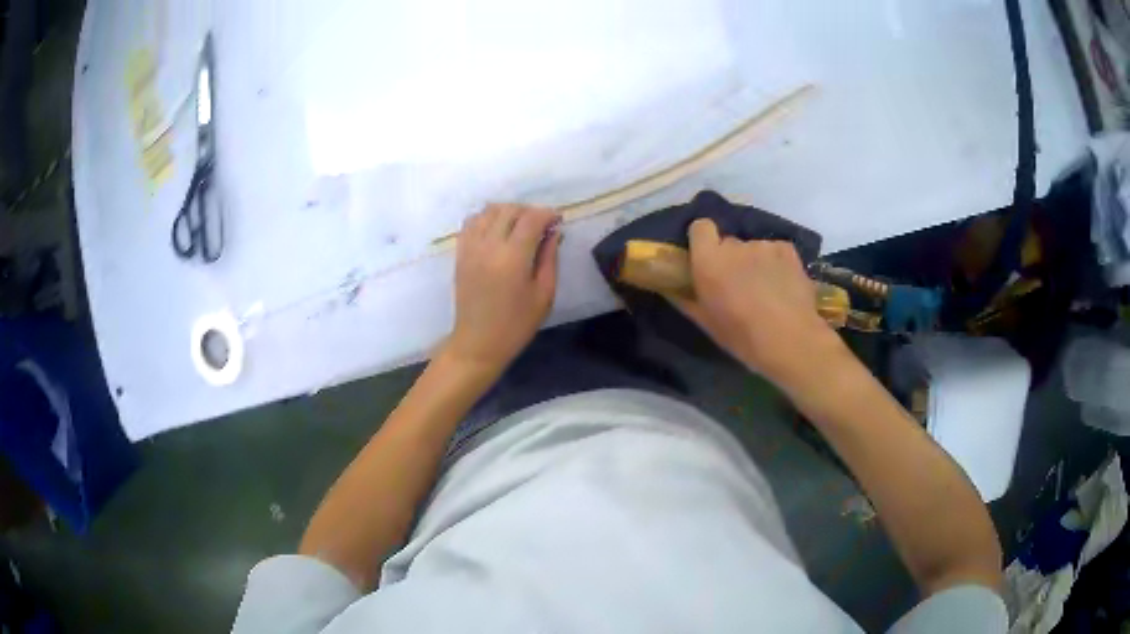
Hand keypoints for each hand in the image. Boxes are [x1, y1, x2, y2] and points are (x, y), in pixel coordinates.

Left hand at [444, 203, 561, 375]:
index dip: (548, 214)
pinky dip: (486, 218)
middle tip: (541, 225)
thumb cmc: (516, 324)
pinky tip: (497, 230)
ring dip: (507, 211)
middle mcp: (489, 246)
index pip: (531, 219)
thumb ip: (550, 258)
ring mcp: (471, 247)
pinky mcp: (460, 253)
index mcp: (513, 258)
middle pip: (510, 210)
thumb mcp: (544, 294)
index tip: (558, 220)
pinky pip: (471, 222)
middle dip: (529, 211)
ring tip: (519, 225)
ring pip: (489, 211)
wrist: (478, 342)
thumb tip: (554, 232)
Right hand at [669, 218, 840, 385]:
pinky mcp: (787, 249)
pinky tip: (782, 286)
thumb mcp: (707, 324)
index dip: (703, 240)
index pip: (700, 227)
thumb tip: (672, 288)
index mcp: (709, 261)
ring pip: (753, 248)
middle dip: (731, 259)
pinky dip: (776, 264)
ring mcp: (764, 245)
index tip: (707, 258)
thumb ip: (687, 299)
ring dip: (755, 263)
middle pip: (728, 242)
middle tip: (738, 284)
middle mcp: (735, 246)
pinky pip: (775, 251)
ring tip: (765, 290)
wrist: (791, 341)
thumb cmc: (743, 337)